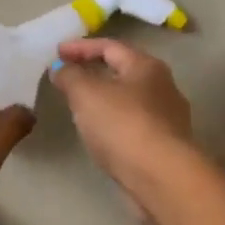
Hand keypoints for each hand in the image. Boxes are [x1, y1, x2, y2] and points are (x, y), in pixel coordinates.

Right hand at [49, 39, 194, 188]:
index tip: (56, 52)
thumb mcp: (86, 93)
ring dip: (104, 98)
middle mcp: (163, 87)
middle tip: (68, 77)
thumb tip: (61, 68)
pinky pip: (133, 124)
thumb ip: (70, 76)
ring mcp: (168, 118)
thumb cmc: (123, 125)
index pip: (110, 46)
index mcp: (146, 66)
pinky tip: (100, 134)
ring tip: (79, 106)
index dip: (81, 47)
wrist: (162, 177)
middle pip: (123, 71)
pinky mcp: (165, 145)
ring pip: (129, 100)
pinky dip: (113, 122)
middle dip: (94, 71)